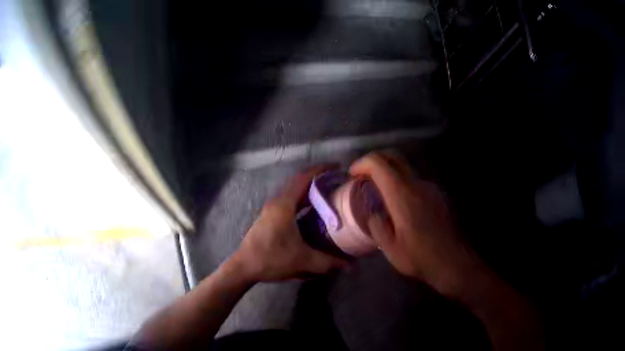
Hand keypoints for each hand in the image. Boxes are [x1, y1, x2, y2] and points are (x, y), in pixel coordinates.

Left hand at [231, 166, 347, 281]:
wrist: (244, 266)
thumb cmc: (272, 259)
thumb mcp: (303, 260)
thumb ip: (329, 262)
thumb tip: (352, 265)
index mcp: (284, 205)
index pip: (304, 177)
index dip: (321, 169)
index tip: (338, 166)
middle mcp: (277, 202)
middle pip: (299, 181)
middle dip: (318, 177)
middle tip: (338, 180)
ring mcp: (271, 209)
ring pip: (293, 191)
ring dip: (310, 188)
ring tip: (329, 192)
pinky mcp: (269, 216)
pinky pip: (289, 200)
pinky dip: (303, 198)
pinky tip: (313, 210)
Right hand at [350, 152, 481, 296]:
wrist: (454, 261)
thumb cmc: (420, 257)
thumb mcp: (390, 248)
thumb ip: (377, 225)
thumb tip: (373, 212)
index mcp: (402, 195)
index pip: (379, 164)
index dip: (362, 163)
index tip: (353, 175)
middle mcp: (418, 185)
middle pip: (394, 157)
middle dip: (375, 161)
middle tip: (363, 176)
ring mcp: (431, 188)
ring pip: (406, 169)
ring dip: (389, 173)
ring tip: (379, 193)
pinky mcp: (438, 195)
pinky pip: (416, 181)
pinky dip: (402, 183)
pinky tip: (399, 205)